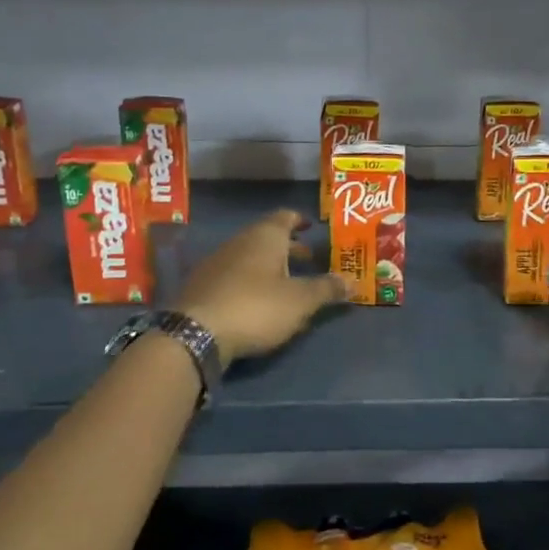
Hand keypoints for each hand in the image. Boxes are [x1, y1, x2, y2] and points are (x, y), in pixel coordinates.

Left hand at [177, 210, 346, 369]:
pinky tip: (259, 302)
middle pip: (267, 237)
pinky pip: (234, 276)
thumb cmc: (256, 307)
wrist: (195, 332)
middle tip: (309, 259)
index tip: (311, 227)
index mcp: (265, 237)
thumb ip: (327, 289)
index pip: (285, 217)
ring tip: (288, 283)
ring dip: (270, 266)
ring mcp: (217, 263)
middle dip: (289, 248)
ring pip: (250, 257)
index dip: (300, 221)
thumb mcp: (300, 301)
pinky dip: (251, 281)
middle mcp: (240, 242)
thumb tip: (353, 281)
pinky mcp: (203, 286)